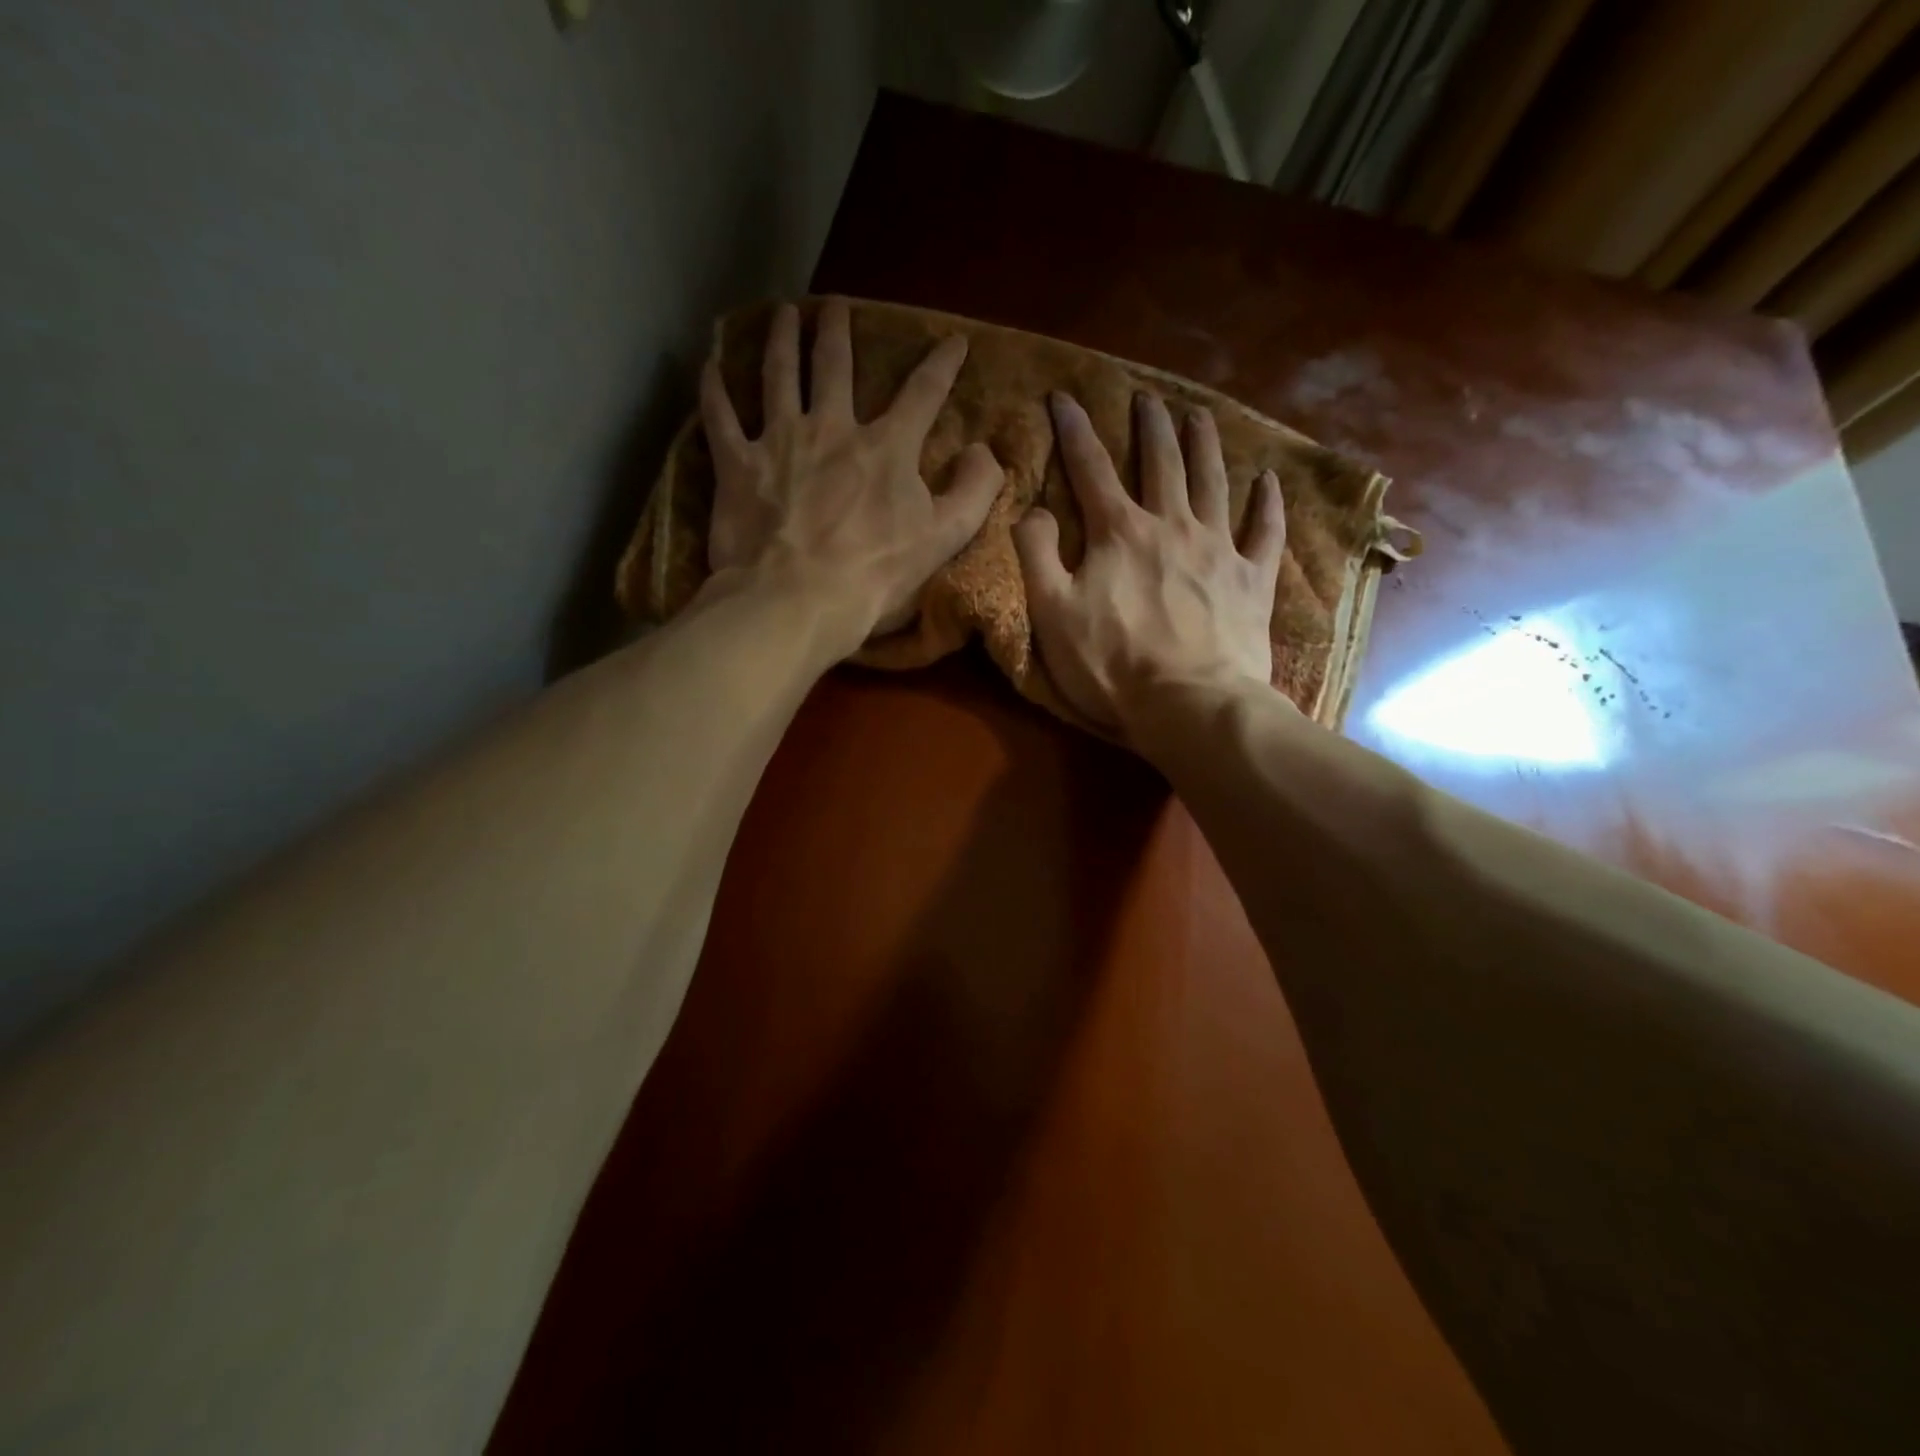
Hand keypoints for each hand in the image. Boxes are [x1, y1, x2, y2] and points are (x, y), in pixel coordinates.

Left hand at [699, 297, 1002, 651]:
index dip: (941, 364)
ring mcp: (779, 442)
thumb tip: (985, 452)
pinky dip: (713, 388)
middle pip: (835, 366)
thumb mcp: (943, 539)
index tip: (953, 340)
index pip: (922, 394)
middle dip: (838, 331)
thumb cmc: (875, 576)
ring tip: (784, 312)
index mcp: (886, 448)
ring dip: (782, 340)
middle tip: (835, 305)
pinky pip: (719, 416)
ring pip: (779, 375)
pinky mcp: (737, 466)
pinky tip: (709, 364)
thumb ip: (974, 491)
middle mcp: (831, 428)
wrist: (797, 601)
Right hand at [1013, 391, 1285, 737]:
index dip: (1074, 430)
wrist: (1190, 704)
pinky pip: (1265, 531)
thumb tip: (1032, 510)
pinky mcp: (1252, 580)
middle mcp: (1172, 526)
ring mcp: (1219, 550)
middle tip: (1147, 397)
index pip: (1091, 469)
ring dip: (1205, 445)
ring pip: (1213, 483)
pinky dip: (1268, 504)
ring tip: (1200, 415)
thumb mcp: (1052, 614)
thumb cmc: (1112, 664)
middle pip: (1161, 462)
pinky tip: (1269, 481)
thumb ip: (1037, 555)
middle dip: (1150, 426)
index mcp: (1120, 533)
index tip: (1064, 395)